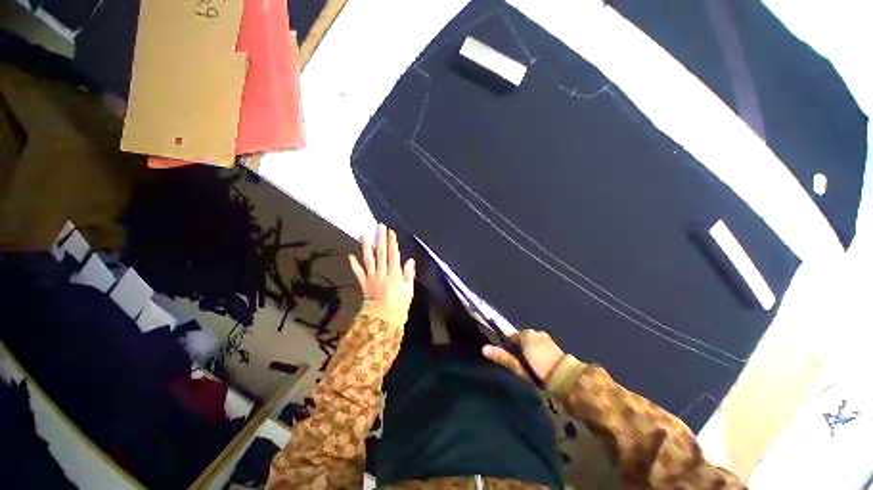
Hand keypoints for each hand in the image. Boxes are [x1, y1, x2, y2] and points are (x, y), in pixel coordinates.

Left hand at [348, 224, 415, 321]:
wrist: (383, 321)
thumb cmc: (399, 306)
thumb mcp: (408, 291)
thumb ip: (408, 275)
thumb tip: (410, 260)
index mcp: (394, 275)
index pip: (393, 255)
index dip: (392, 242)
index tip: (390, 231)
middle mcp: (382, 273)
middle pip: (381, 253)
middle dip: (380, 238)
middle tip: (379, 226)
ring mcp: (371, 278)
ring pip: (369, 259)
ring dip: (366, 246)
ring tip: (364, 235)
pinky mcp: (364, 283)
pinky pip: (358, 272)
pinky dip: (354, 264)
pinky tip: (350, 256)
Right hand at [482, 330, 564, 383]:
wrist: (567, 379)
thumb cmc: (539, 371)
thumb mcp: (519, 366)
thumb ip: (503, 356)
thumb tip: (484, 349)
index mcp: (525, 334)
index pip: (511, 337)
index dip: (508, 347)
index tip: (510, 359)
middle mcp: (535, 332)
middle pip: (522, 339)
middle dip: (520, 349)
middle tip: (521, 365)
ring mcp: (546, 338)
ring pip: (532, 343)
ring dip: (530, 351)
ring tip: (532, 367)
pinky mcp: (554, 345)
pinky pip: (540, 346)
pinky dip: (538, 352)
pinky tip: (541, 365)